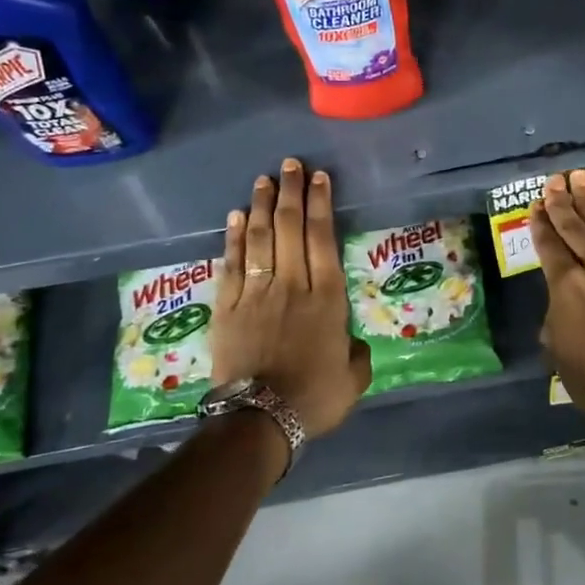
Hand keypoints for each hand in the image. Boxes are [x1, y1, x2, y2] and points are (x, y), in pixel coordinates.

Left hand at [211, 158, 370, 436]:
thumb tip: (351, 343)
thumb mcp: (353, 379)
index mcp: (327, 299)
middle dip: (291, 193)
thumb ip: (357, 355)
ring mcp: (255, 293)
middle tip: (290, 165)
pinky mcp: (227, 307)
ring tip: (264, 180)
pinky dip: (232, 238)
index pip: (323, 239)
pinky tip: (234, 217)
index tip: (319, 178)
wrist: (259, 419)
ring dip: (261, 206)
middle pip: (289, 228)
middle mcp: (292, 285)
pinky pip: (231, 264)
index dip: (321, 205)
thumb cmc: (314, 398)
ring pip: (258, 239)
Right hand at [532, 170, 584, 441]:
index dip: (540, 223)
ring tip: (577, 176)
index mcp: (564, 287)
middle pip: (573, 227)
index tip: (535, 204)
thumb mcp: (557, 348)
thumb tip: (564, 299)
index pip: (548, 245)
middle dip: (560, 202)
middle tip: (552, 180)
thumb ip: (555, 312)